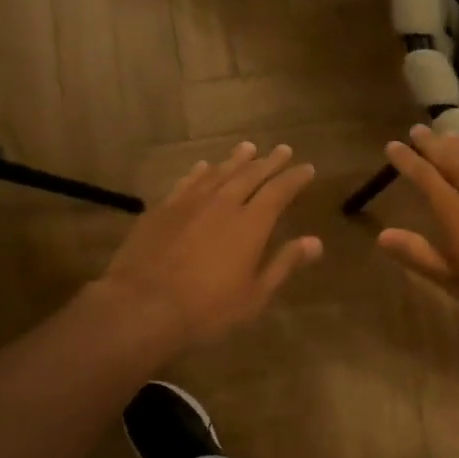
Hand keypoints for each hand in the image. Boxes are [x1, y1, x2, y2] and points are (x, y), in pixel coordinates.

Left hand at [99, 142, 322, 349]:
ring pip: (219, 173)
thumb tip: (315, 242)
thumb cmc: (207, 309)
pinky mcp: (162, 209)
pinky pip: (187, 182)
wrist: (142, 306)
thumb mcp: (254, 295)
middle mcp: (223, 204)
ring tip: (248, 148)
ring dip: (236, 160)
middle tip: (283, 150)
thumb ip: (284, 263)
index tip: (307, 168)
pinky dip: (200, 172)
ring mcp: (189, 203)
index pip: (279, 191)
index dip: (295, 178)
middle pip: (250, 174)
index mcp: (251, 224)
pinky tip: (204, 167)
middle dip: (269, 162)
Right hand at [377, 125, 458, 318]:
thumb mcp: (455, 278)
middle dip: (431, 144)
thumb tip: (382, 235)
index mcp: (454, 211)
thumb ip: (419, 254)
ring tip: (448, 133)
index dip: (407, 161)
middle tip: (417, 130)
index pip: (424, 178)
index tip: (393, 146)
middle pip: (450, 159)